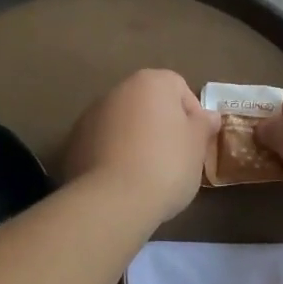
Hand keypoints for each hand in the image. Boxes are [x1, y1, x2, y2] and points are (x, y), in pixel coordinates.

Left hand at [63, 69, 217, 223]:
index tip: (196, 143)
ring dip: (136, 140)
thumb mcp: (197, 146)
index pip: (179, 87)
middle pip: (148, 104)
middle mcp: (118, 91)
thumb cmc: (166, 165)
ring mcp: (90, 116)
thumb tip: (209, 116)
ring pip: (124, 124)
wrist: (113, 200)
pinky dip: (114, 155)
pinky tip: (123, 182)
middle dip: (162, 126)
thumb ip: (204, 125)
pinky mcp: (73, 143)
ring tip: (147, 173)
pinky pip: (103, 144)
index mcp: (150, 82)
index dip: (192, 114)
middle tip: (175, 158)